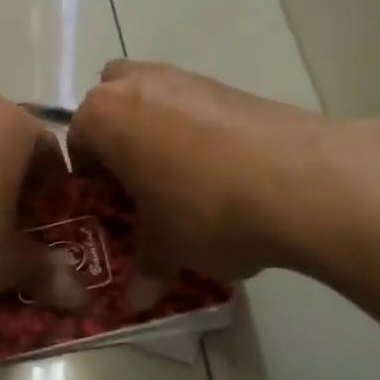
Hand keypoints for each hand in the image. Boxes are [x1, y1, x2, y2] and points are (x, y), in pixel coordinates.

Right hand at [68, 60, 348, 298]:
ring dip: (157, 131)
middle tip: (138, 181)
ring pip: (154, 99)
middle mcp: (137, 85)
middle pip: (111, 103)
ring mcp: (186, 78)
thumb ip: (146, 268)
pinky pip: (195, 104)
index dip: (91, 180)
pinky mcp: (230, 84)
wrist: (301, 181)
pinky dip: (198, 130)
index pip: (78, 143)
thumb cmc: (205, 210)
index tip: (111, 208)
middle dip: (117, 136)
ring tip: (183, 178)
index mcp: (104, 118)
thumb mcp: (167, 247)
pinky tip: (222, 170)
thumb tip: (138, 301)